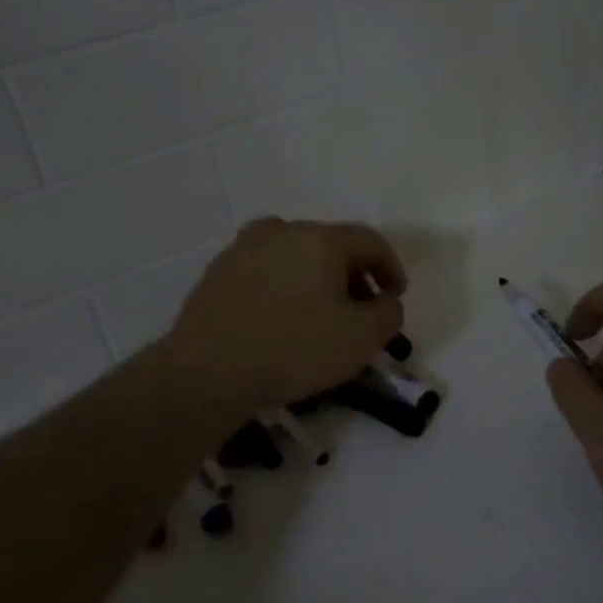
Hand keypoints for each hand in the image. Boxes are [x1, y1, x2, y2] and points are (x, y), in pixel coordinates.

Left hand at [160, 217, 405, 415]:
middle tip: (361, 308)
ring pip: (294, 254)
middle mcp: (281, 231)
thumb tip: (386, 300)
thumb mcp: (361, 339)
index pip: (369, 240)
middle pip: (331, 244)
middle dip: (353, 274)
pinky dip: (283, 285)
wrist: (207, 372)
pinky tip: (281, 317)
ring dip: (316, 277)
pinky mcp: (217, 272)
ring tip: (321, 313)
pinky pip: (265, 270)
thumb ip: (389, 313)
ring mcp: (243, 248)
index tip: (396, 296)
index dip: (390, 267)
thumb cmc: (293, 350)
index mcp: (319, 238)